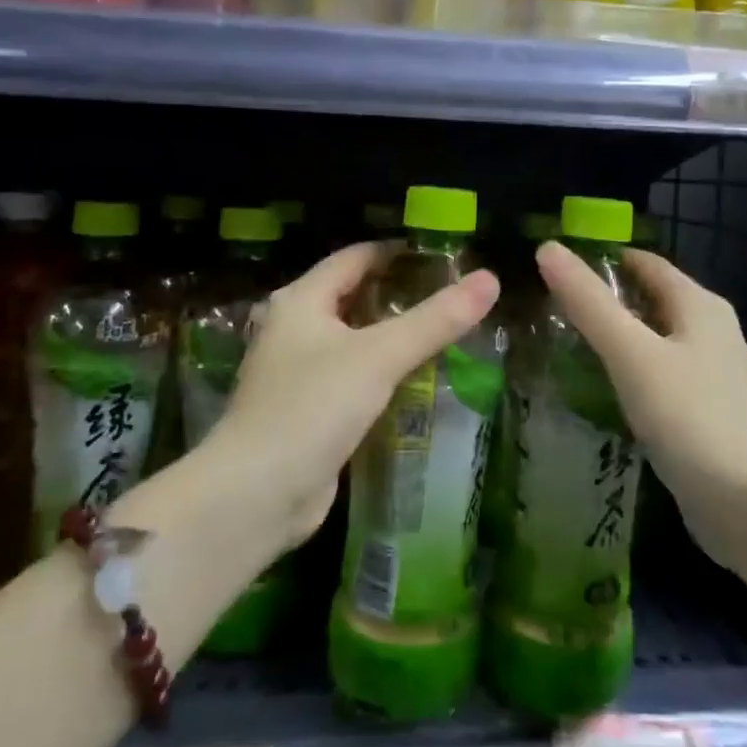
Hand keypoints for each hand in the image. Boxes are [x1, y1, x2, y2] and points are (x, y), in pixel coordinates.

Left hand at [206, 242, 499, 546]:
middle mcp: (293, 328)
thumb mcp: (379, 357)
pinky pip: (350, 378)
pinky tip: (414, 381)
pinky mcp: (306, 410)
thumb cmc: (313, 407)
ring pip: (352, 340)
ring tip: (441, 334)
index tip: (443, 256)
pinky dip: (379, 373)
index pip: (355, 258)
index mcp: (301, 300)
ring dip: (390, 336)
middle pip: (352, 297)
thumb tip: (491, 279)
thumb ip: (435, 320)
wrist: (256, 494)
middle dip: (398, 295)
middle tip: (450, 297)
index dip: (397, 252)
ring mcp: (296, 372)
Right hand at [535, 241, 746, 569]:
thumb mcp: (633, 355)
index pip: (644, 263)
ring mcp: (710, 377)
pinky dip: (626, 375)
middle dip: (602, 301)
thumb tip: (548, 249)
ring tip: (560, 346)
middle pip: (648, 300)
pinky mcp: (704, 415)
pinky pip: (657, 378)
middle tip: (545, 309)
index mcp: (699, 306)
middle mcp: (710, 333)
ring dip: (612, 340)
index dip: (600, 258)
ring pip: (652, 342)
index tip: (552, 267)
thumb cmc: (694, 420)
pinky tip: (597, 392)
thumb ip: (589, 303)